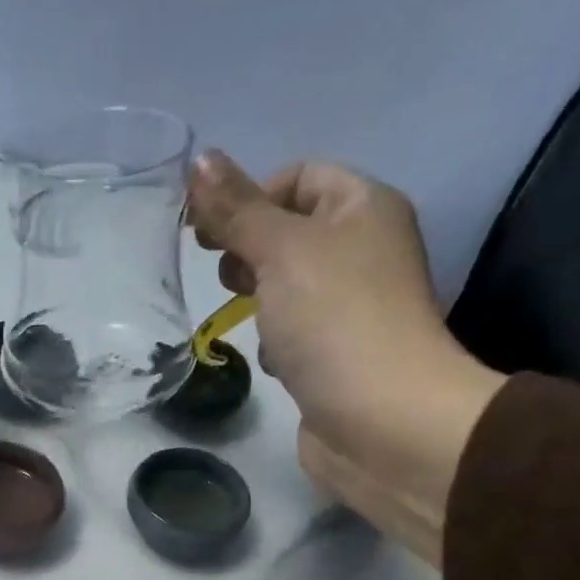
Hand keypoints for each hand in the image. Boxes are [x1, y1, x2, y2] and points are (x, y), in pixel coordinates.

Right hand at [187, 151, 451, 437]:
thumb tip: (197, 160)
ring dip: (258, 300)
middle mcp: (363, 250)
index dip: (251, 196)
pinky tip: (271, 360)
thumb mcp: (280, 251)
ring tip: (248, 320)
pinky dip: (274, 341)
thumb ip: (237, 209)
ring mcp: (351, 307)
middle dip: (250, 250)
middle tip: (228, 277)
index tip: (209, 234)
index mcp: (364, 208)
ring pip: (286, 286)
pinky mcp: (336, 355)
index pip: (299, 177)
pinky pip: (293, 332)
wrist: (381, 420)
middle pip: (291, 231)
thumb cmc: (334, 321)